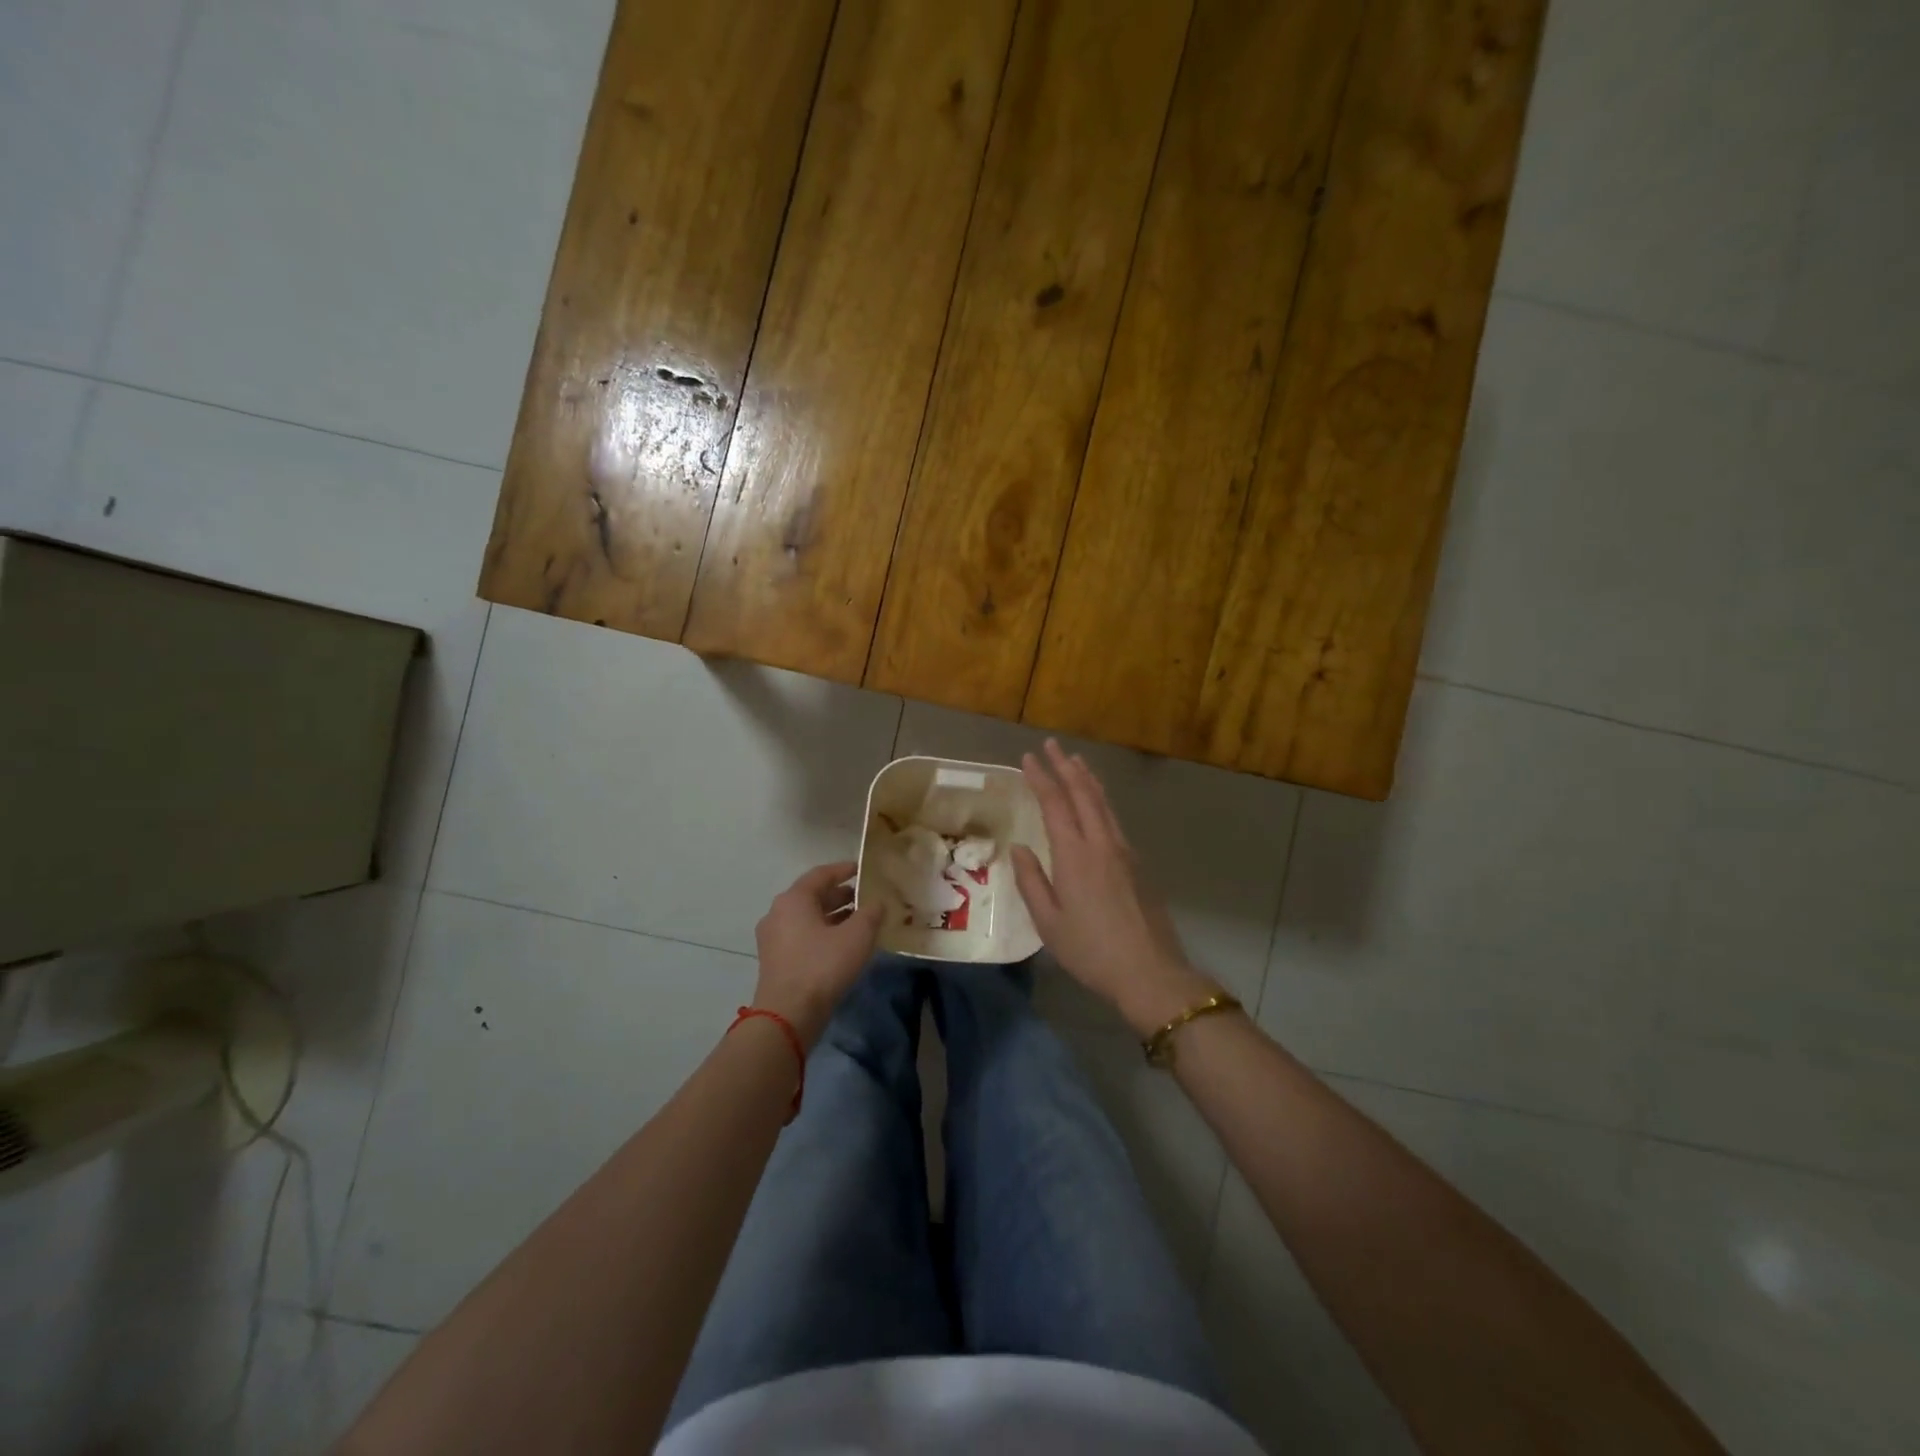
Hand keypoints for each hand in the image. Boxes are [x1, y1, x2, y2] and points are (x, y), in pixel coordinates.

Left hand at [752, 861, 882, 1046]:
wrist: (788, 1015)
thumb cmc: (822, 966)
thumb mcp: (857, 936)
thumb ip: (870, 913)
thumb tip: (877, 903)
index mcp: (794, 899)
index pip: (821, 874)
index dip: (844, 869)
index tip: (864, 869)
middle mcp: (778, 913)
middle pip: (813, 895)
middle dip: (841, 895)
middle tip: (866, 897)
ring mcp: (773, 938)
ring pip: (808, 917)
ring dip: (833, 916)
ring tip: (860, 921)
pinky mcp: (775, 960)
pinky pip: (802, 936)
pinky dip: (823, 933)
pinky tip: (843, 945)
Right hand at [1011, 740, 1221, 1037]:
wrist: (1149, 971)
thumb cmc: (1091, 950)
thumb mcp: (1048, 923)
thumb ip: (1032, 882)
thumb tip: (1019, 849)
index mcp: (1074, 855)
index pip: (1054, 804)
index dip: (1041, 778)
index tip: (1028, 758)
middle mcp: (1101, 843)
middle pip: (1082, 794)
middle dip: (1065, 766)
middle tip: (1051, 745)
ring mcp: (1124, 851)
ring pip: (1103, 803)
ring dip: (1088, 779)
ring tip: (1077, 761)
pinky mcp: (1137, 864)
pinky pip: (1114, 818)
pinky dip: (1101, 800)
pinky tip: (1097, 802)